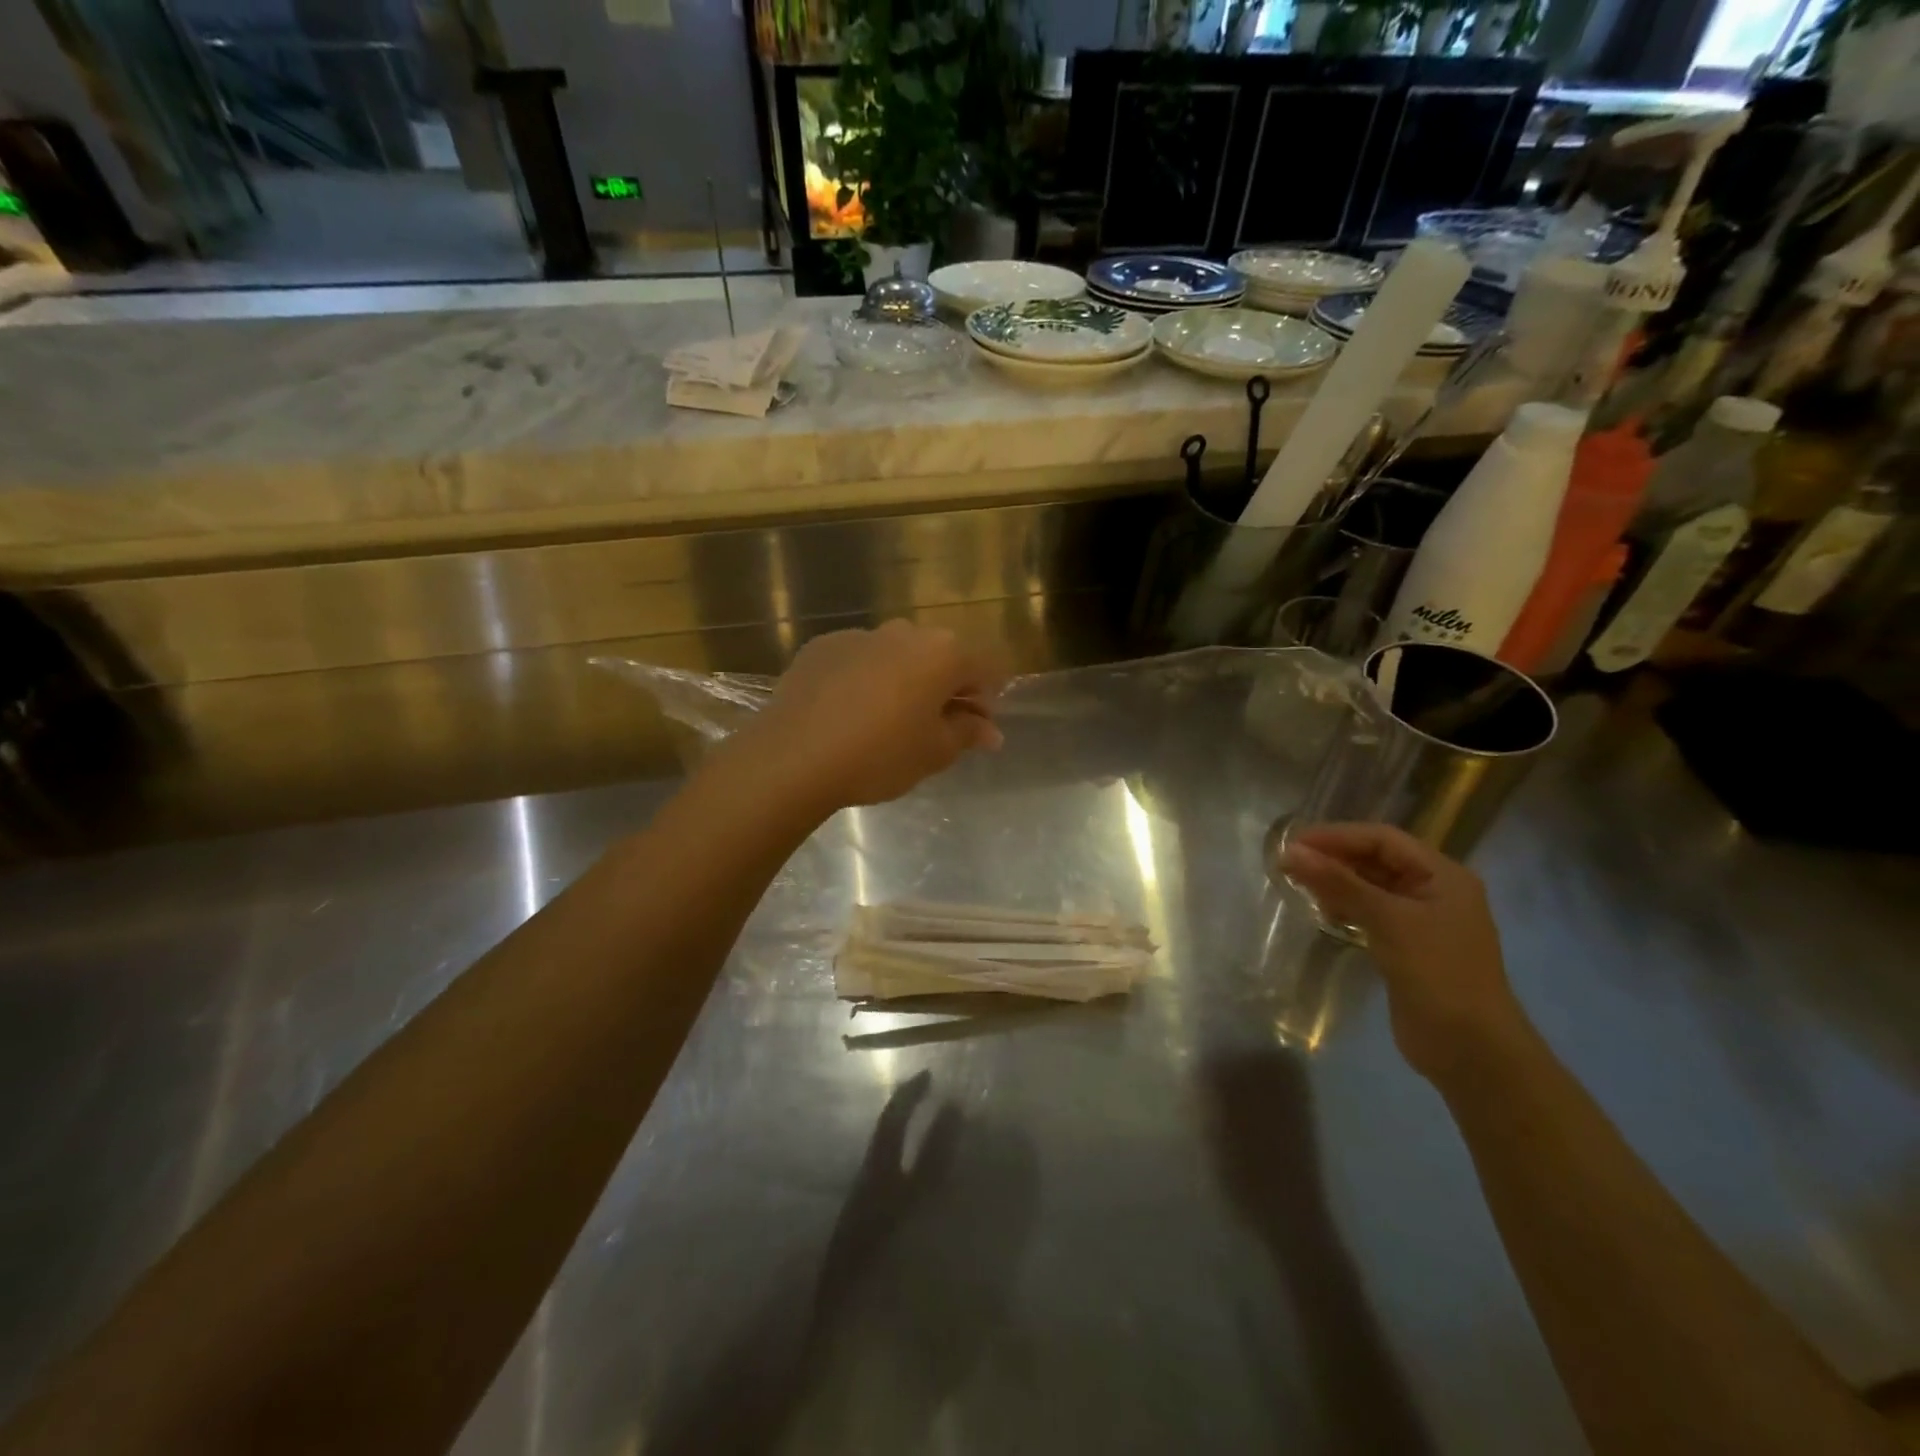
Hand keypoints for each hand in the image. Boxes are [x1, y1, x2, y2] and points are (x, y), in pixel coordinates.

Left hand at [739, 621, 1007, 813]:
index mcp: (943, 653)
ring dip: (905, 680)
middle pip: (941, 656)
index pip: (985, 667)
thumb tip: (989, 730)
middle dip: (947, 687)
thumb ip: (968, 734)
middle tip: (937, 726)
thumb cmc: (880, 755)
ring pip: (898, 655)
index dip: (988, 698)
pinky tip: (850, 712)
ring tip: (890, 720)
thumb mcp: (935, 753)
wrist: (794, 755)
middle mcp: (905, 631)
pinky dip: (865, 679)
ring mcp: (860, 634)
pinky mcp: (822, 646)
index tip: (978, 728)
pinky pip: (859, 660)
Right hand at [1280, 823, 1527, 1080]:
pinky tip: (1322, 912)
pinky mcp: (1408, 948)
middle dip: (1335, 858)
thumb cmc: (1437, 973)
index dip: (1338, 836)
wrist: (1471, 1050)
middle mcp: (1435, 891)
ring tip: (1299, 885)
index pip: (1382, 839)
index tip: (1295, 843)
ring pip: (1372, 887)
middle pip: (1377, 860)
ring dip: (1337, 883)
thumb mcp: (1387, 920)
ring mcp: (1422, 921)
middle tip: (1290, 863)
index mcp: (1443, 875)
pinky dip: (1346, 908)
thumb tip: (1291, 851)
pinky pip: (1372, 914)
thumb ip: (1338, 882)